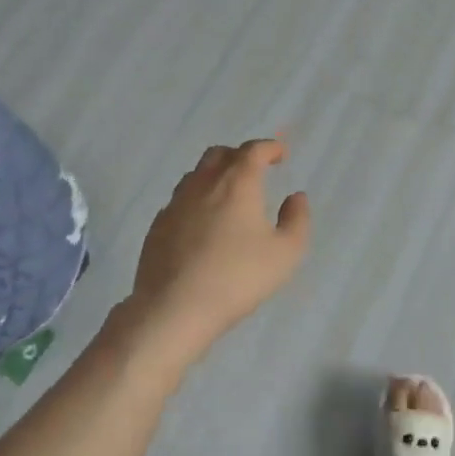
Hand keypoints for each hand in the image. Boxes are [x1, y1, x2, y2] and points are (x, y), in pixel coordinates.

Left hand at [125, 140, 310, 365]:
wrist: (174, 308)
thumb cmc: (238, 278)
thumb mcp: (285, 253)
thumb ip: (297, 220)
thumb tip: (296, 197)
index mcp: (237, 183)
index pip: (253, 150)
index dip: (269, 147)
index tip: (280, 154)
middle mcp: (203, 184)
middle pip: (220, 155)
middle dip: (240, 156)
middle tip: (255, 172)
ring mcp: (175, 204)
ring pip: (195, 175)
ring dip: (215, 176)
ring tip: (228, 196)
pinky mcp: (157, 226)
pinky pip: (179, 201)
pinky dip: (195, 201)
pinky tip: (202, 224)